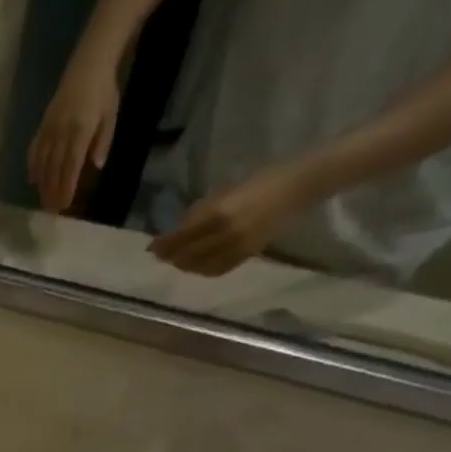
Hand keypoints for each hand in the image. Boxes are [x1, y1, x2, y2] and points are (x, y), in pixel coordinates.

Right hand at [28, 57, 118, 212]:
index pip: (71, 166)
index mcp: (81, 131)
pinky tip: (32, 179)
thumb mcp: (111, 116)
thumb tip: (96, 166)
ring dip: (42, 184)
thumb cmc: (104, 92)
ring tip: (42, 200)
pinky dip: (33, 166)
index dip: (67, 187)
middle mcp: (61, 133)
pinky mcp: (43, 125)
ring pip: (43, 162)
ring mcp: (49, 129)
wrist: (88, 65)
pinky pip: (34, 149)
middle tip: (51, 210)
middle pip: (55, 168)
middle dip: (53, 190)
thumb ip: (103, 141)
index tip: (64, 205)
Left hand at [149, 162, 315, 275]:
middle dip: (171, 257)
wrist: (299, 185)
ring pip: (203, 266)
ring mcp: (239, 246)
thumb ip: (200, 213)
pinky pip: (221, 268)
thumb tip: (178, 229)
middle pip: (188, 255)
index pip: (181, 237)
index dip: (164, 245)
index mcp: (218, 214)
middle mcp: (226, 234)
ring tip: (177, 262)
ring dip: (186, 266)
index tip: (151, 247)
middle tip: (160, 256)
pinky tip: (198, 266)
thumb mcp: (223, 193)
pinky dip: (205, 270)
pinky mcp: (251, 253)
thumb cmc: (259, 181)